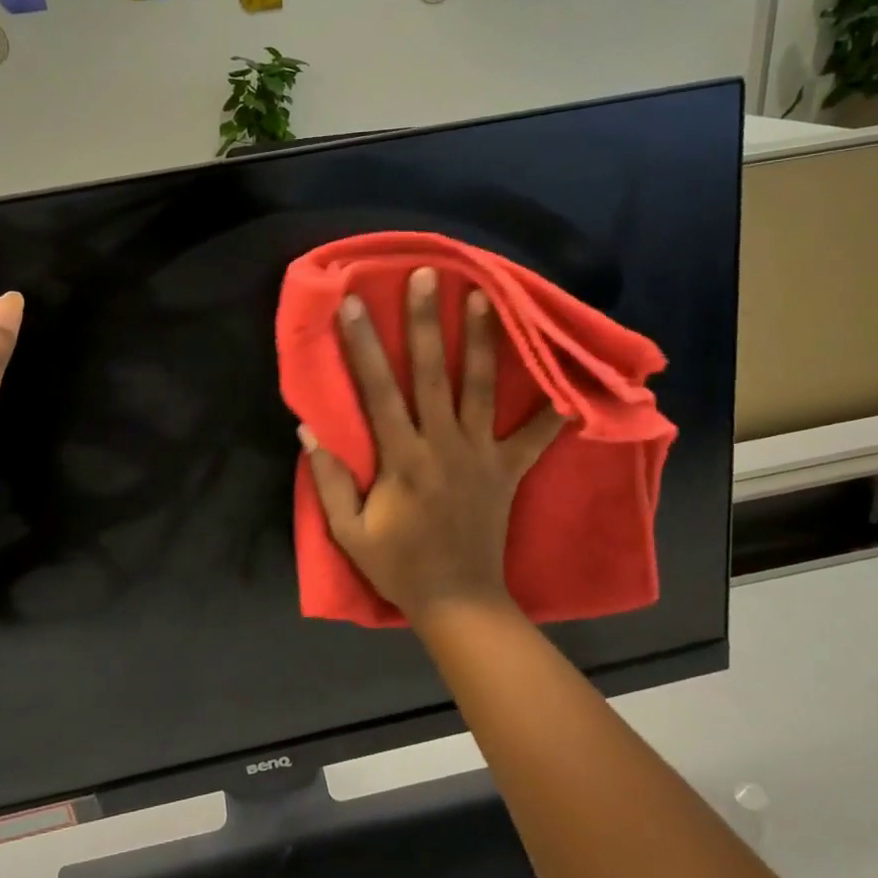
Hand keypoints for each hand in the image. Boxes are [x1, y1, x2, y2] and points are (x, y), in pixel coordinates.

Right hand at [301, 267, 564, 622]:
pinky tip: (569, 377)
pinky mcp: (508, 470)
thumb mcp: (349, 532)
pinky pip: (535, 436)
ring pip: (482, 390)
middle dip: (427, 323)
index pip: (378, 392)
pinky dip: (553, 408)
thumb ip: (329, 480)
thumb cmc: (398, 565)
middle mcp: (443, 446)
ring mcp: (481, 455)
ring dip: (482, 342)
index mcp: (402, 459)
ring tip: (486, 297)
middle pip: (432, 375)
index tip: (355, 304)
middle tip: (429, 276)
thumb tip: (308, 430)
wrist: (457, 601)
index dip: (363, 346)